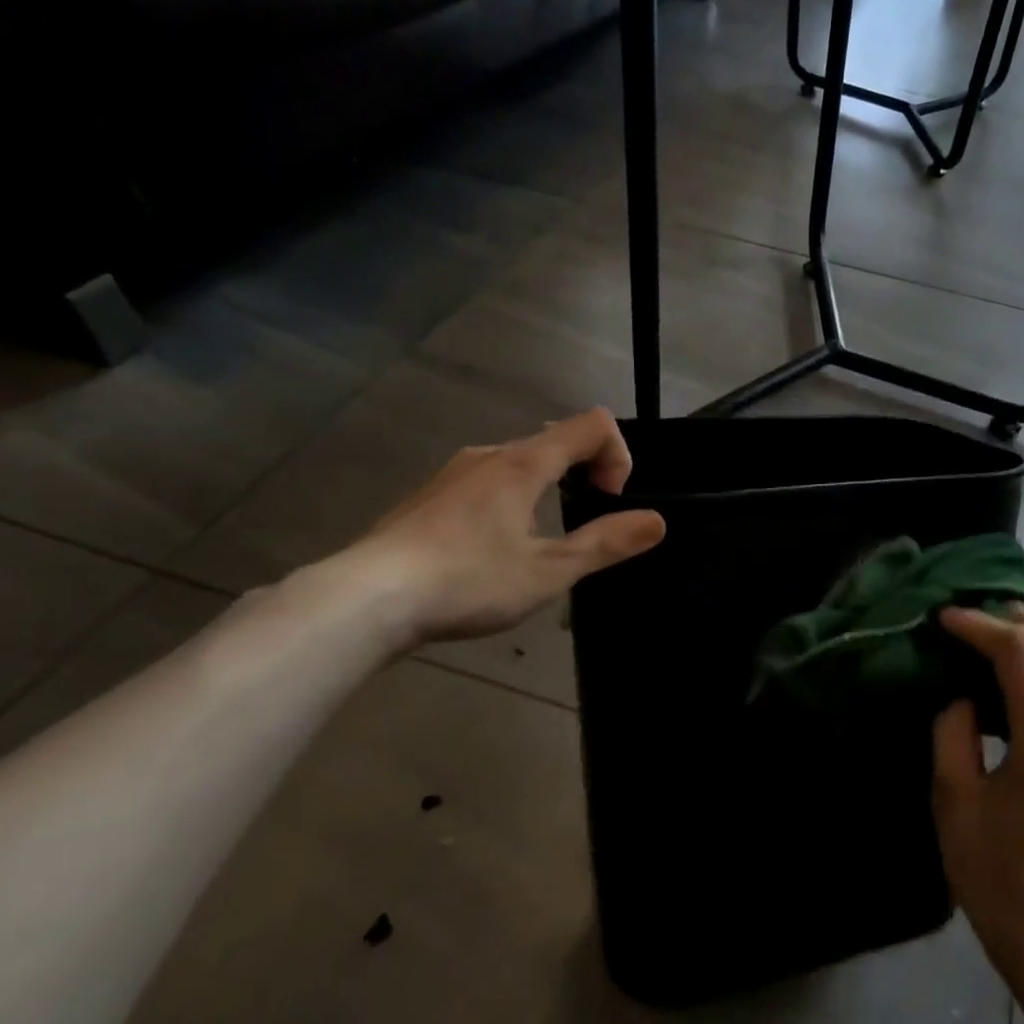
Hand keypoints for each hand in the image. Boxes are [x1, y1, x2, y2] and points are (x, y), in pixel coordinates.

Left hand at [340, 408, 665, 648]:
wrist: (366, 599)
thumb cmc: (466, 581)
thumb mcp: (548, 571)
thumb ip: (606, 543)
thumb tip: (657, 521)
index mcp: (524, 463)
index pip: (592, 425)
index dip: (618, 455)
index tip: (610, 502)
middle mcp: (490, 454)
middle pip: (557, 440)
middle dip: (588, 472)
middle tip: (587, 523)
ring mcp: (455, 473)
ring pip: (521, 460)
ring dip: (551, 486)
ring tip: (543, 540)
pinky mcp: (431, 495)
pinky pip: (489, 480)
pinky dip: (514, 497)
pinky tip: (494, 548)